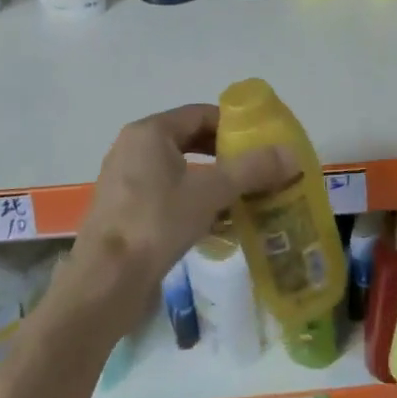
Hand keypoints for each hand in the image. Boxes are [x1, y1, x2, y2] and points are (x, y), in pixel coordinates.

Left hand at [72, 104, 291, 330]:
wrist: (105, 283)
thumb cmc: (156, 224)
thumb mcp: (210, 192)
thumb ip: (252, 169)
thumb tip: (291, 154)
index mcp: (150, 132)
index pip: (201, 114)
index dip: (235, 126)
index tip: (263, 144)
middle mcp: (133, 147)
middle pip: (190, 140)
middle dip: (226, 155)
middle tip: (258, 170)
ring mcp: (125, 179)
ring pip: (179, 169)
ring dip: (212, 180)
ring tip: (243, 197)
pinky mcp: (124, 209)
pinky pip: (166, 193)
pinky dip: (192, 200)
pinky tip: (216, 223)